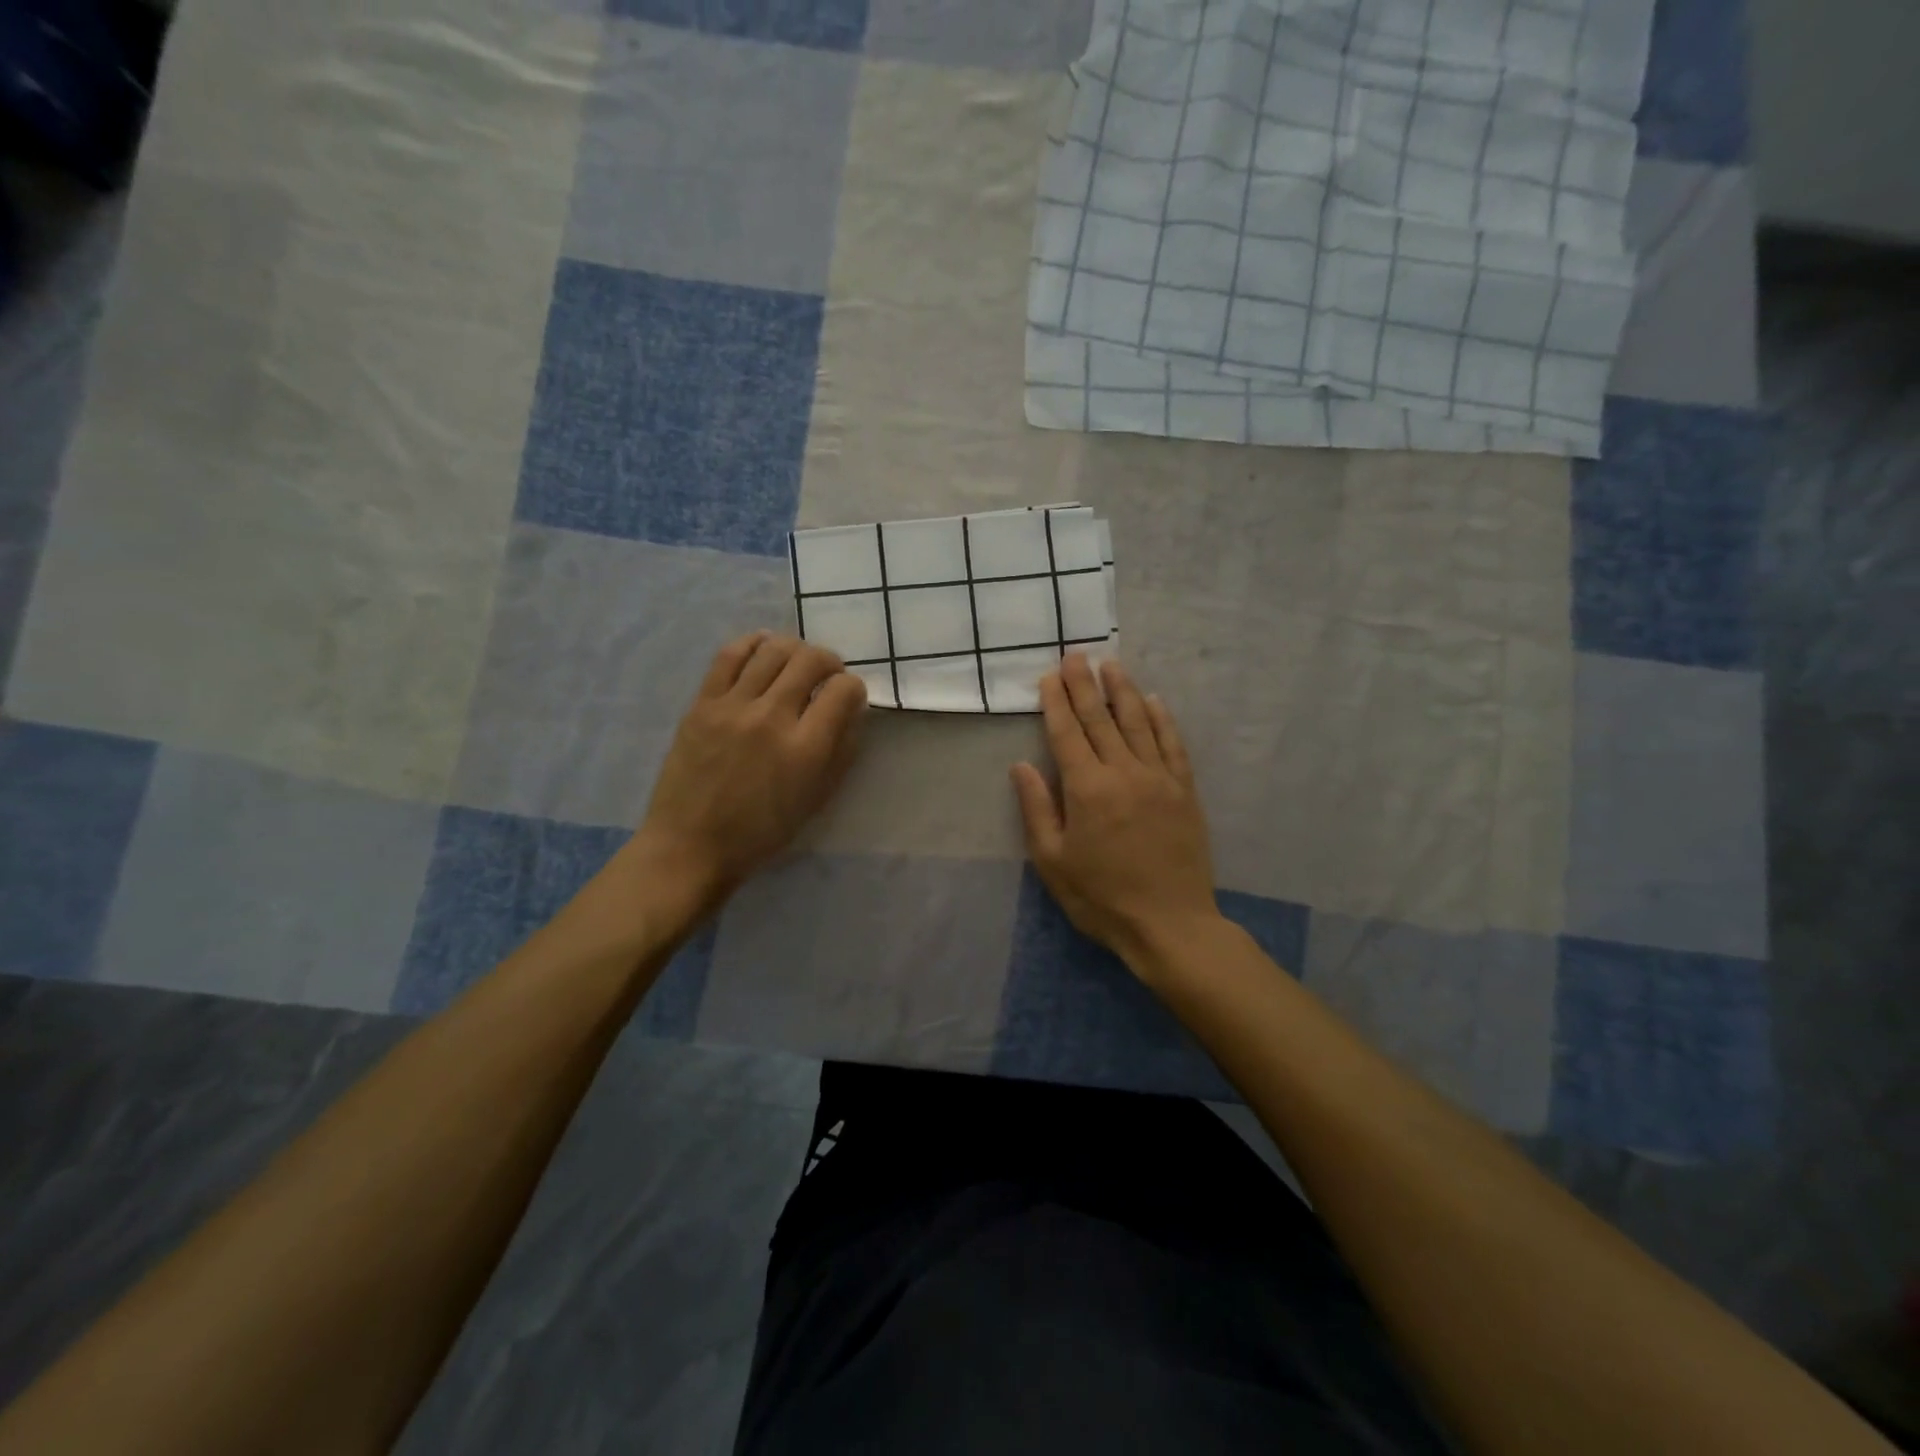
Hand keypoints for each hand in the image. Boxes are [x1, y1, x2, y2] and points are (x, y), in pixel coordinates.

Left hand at [638, 632, 866, 901]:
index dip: (854, 688)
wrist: (691, 845)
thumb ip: (841, 751)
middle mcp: (772, 718)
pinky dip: (753, 643)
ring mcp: (733, 707)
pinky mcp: (702, 704)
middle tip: (827, 677)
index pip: (843, 690)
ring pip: (773, 649)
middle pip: (811, 659)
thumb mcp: (816, 799)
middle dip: (830, 662)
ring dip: (795, 649)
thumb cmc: (761, 832)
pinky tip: (763, 647)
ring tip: (796, 663)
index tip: (849, 698)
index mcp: (805, 749)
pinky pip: (729, 655)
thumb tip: (852, 710)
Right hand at [1011, 654, 1220, 970]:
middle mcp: (1124, 772)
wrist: (1170, 925)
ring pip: (1138, 722)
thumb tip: (1021, 765)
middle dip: (1085, 684)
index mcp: (1087, 789)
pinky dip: (1162, 719)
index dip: (1056, 702)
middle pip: (1101, 718)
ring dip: (1122, 690)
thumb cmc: (1101, 898)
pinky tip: (1153, 700)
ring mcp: (1159, 778)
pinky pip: (1172, 744)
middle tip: (1076, 654)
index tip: (1049, 676)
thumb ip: (1037, 809)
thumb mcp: (1053, 861)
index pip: (1067, 733)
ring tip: (1111, 664)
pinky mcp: (1184, 790)